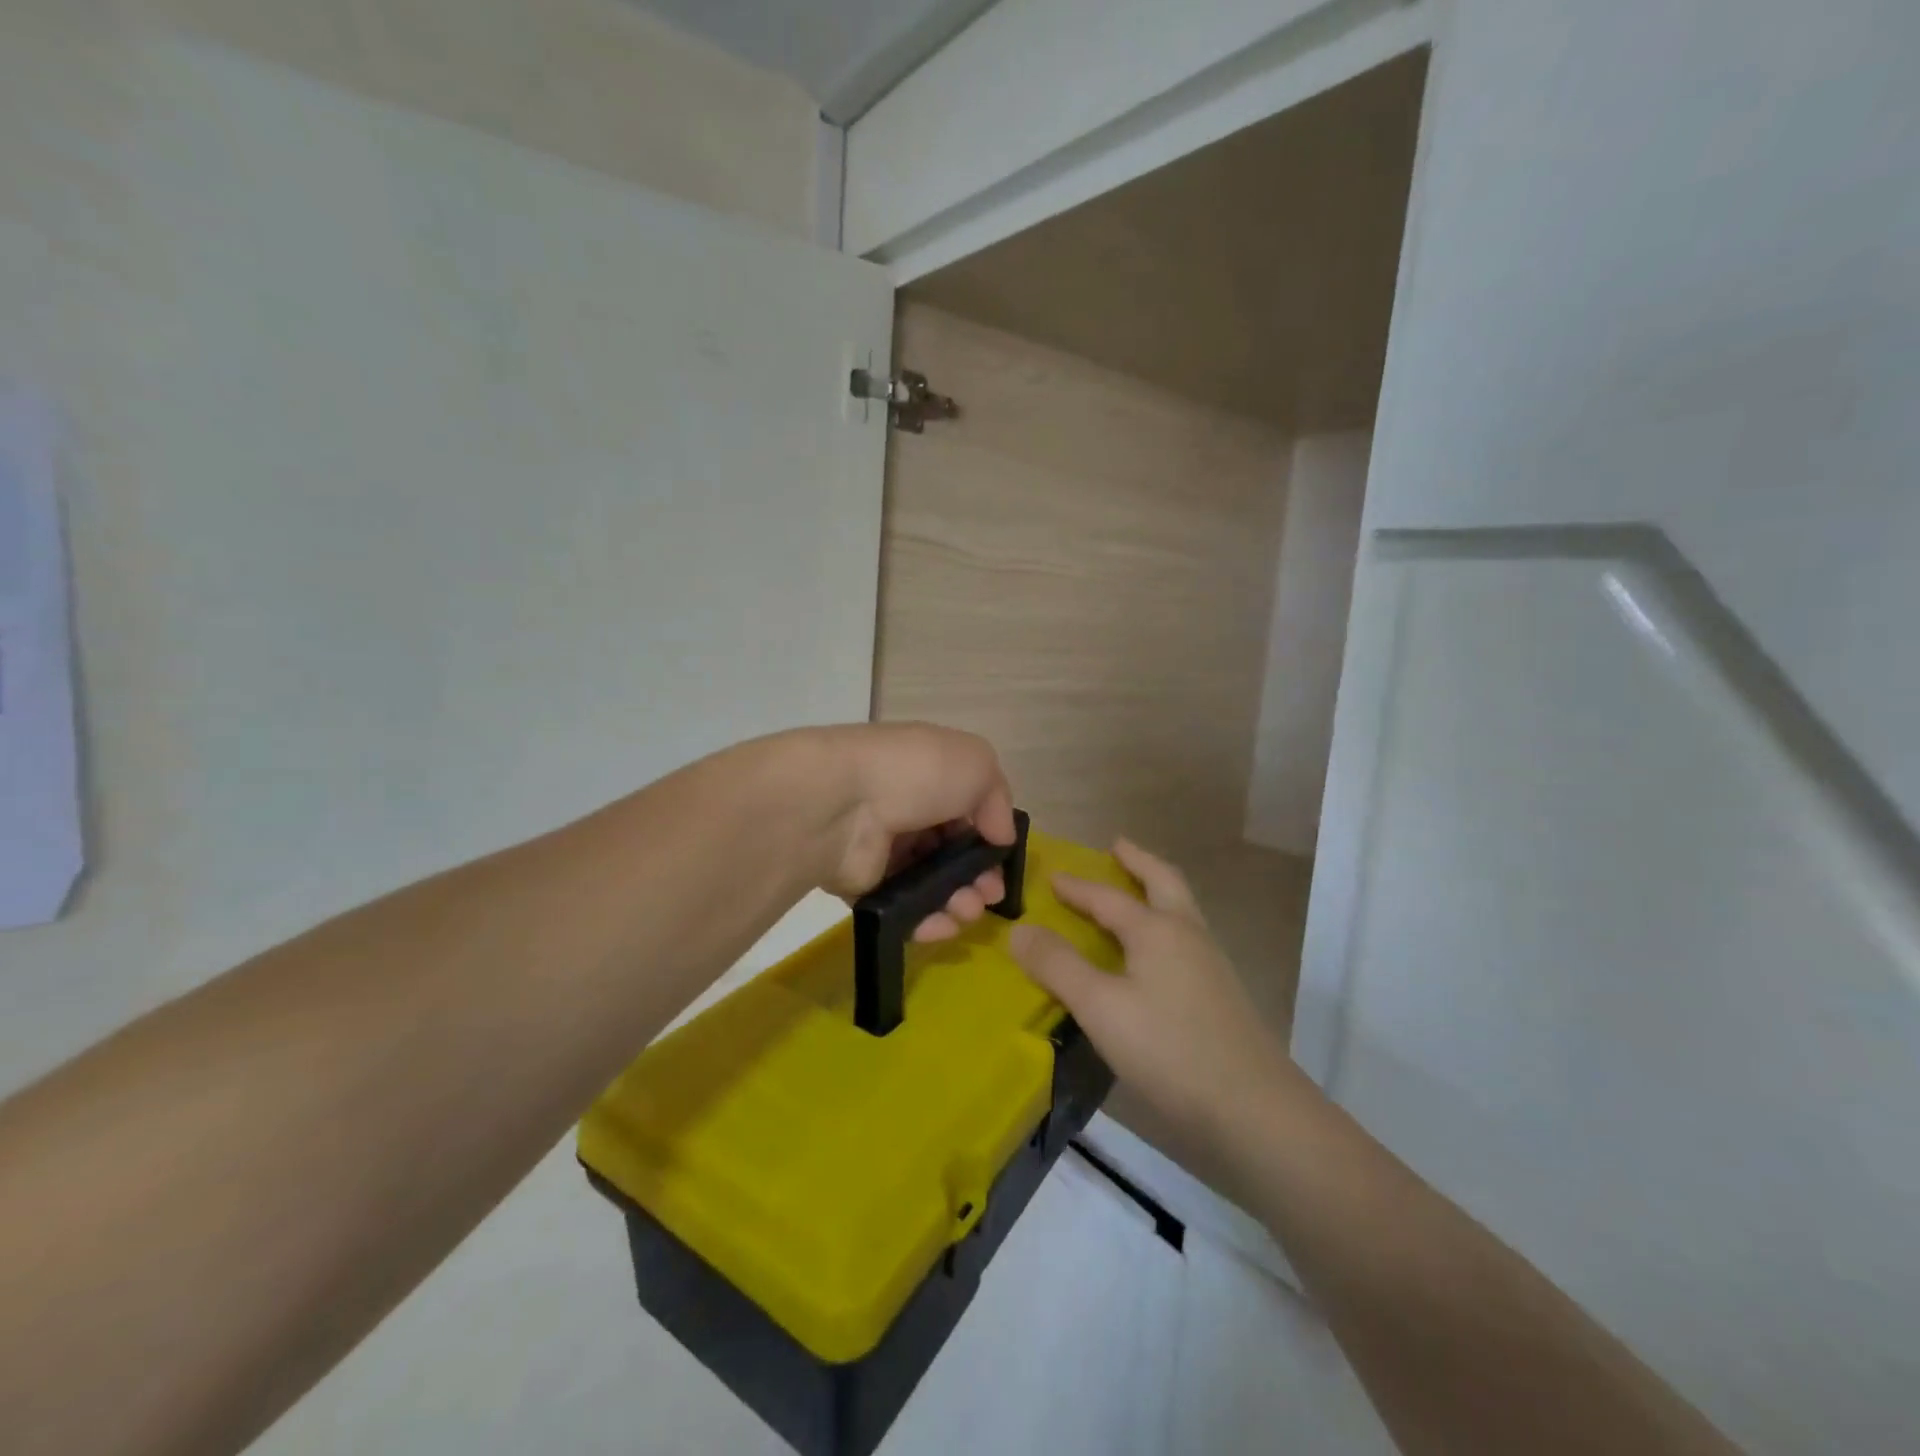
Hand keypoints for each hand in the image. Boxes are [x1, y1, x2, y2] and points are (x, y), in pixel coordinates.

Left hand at [806, 723, 1017, 940]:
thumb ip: (997, 798)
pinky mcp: (863, 886)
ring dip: (958, 901)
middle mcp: (906, 808)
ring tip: (967, 911)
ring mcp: (882, 848)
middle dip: (977, 876)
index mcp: (929, 774)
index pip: (966, 808)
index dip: (988, 835)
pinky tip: (943, 926)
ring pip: (931, 883)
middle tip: (989, 896)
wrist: (842, 803)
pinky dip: (926, 920)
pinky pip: (901, 908)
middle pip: (951, 851)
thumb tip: (999, 835)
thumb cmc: (916, 774)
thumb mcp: (976, 764)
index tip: (1002, 860)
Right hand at [1010, 838, 1303, 1144]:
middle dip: (1138, 861)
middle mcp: (1187, 935)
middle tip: (1117, 846)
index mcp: (1157, 929)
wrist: (1253, 1109)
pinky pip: (1186, 939)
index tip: (1052, 875)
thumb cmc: (1168, 1049)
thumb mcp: (1099, 1006)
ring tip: (1134, 892)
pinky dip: (1164, 925)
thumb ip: (1058, 966)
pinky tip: (1155, 954)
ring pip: (1181, 910)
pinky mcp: (1221, 995)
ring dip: (1156, 890)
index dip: (1077, 887)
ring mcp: (1210, 964)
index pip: (1108, 897)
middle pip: (1163, 882)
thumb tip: (1019, 930)